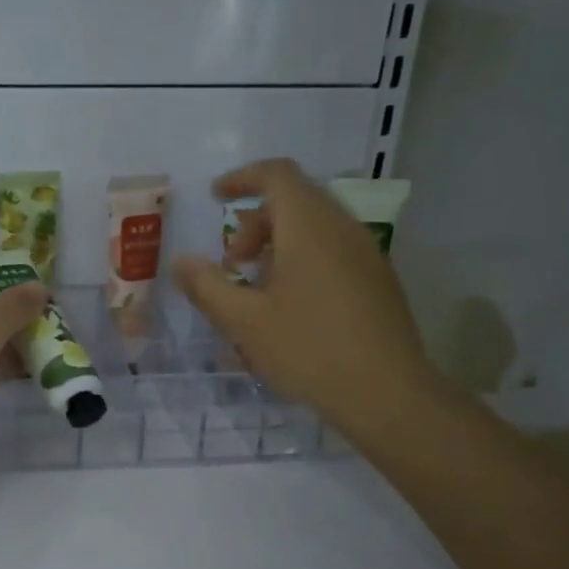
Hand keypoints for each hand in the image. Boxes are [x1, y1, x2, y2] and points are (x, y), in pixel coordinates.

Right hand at [172, 158, 440, 437]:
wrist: (387, 394)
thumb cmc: (308, 350)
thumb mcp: (243, 321)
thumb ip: (207, 286)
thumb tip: (181, 261)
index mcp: (309, 227)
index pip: (276, 175)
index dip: (241, 179)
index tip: (215, 198)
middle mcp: (342, 229)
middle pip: (295, 201)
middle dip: (255, 223)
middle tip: (231, 263)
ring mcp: (366, 254)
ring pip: (315, 228)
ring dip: (277, 245)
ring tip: (255, 289)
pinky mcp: (378, 281)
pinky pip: (332, 252)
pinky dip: (302, 261)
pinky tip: (289, 308)